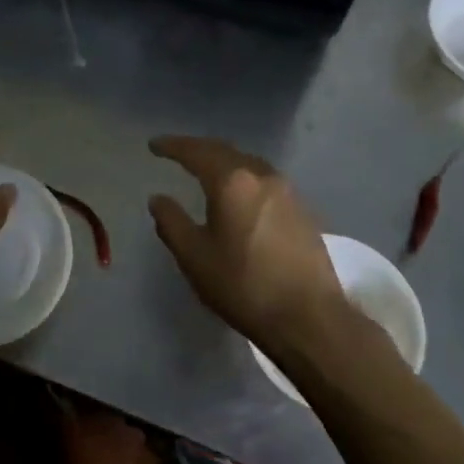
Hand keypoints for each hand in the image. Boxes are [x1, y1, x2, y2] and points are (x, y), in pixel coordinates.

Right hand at [148, 136, 362, 360]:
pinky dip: (243, 178)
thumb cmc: (243, 285)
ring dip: (224, 162)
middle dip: (198, 149)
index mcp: (231, 182)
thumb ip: (171, 222)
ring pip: (248, 164)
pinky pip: (264, 181)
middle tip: (177, 152)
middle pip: (224, 152)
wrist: (309, 317)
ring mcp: (287, 191)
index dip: (172, 146)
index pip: (196, 152)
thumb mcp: (194, 257)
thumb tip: (158, 199)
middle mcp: (262, 176)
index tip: (154, 146)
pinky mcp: (303, 210)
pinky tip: (239, 195)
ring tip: (206, 170)